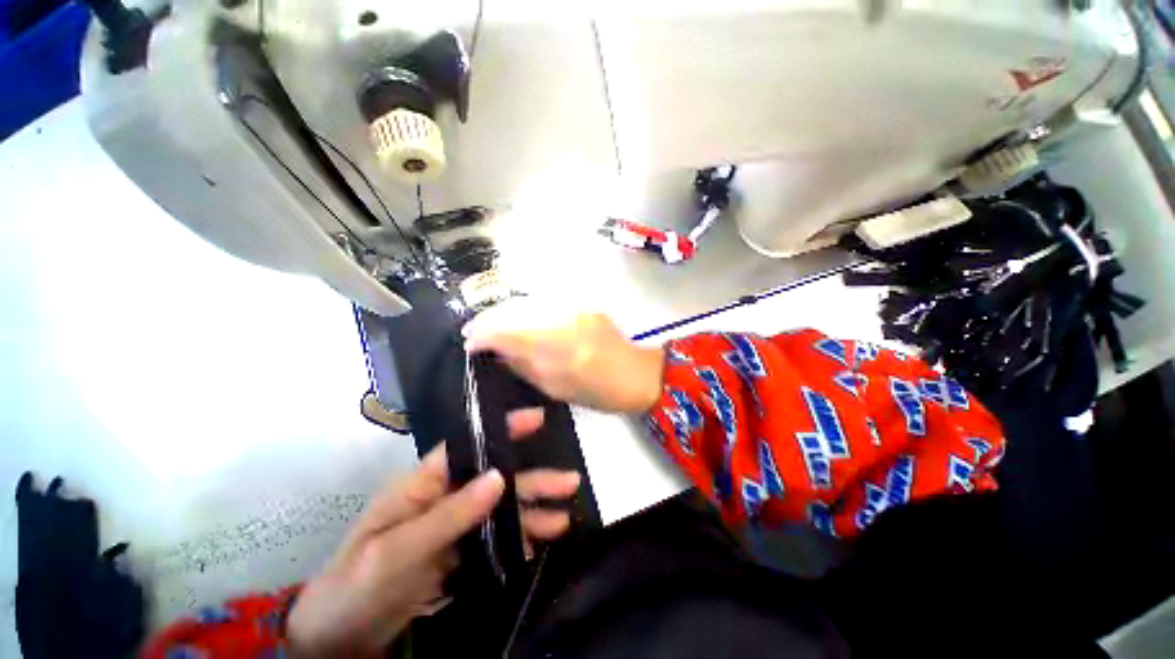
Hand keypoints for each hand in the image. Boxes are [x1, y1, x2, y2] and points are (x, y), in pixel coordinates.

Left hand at [287, 409, 580, 656]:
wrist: (337, 638)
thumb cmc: (355, 585)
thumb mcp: (396, 551)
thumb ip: (449, 514)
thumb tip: (499, 477)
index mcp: (424, 485)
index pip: (469, 446)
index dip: (502, 430)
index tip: (537, 419)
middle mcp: (444, 498)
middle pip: (496, 481)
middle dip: (533, 480)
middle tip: (571, 482)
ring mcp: (452, 527)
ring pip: (500, 511)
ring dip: (532, 513)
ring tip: (563, 519)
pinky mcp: (457, 554)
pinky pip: (494, 541)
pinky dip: (518, 542)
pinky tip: (539, 545)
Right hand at [462, 299, 664, 413]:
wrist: (638, 373)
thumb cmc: (599, 391)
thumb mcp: (557, 388)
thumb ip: (524, 366)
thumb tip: (496, 351)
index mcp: (560, 348)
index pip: (510, 332)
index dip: (484, 335)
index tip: (467, 342)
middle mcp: (565, 319)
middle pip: (516, 310)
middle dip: (489, 319)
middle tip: (472, 331)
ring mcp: (576, 307)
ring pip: (529, 301)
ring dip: (504, 312)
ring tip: (489, 324)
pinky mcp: (583, 303)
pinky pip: (544, 302)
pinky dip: (524, 309)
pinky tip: (516, 318)